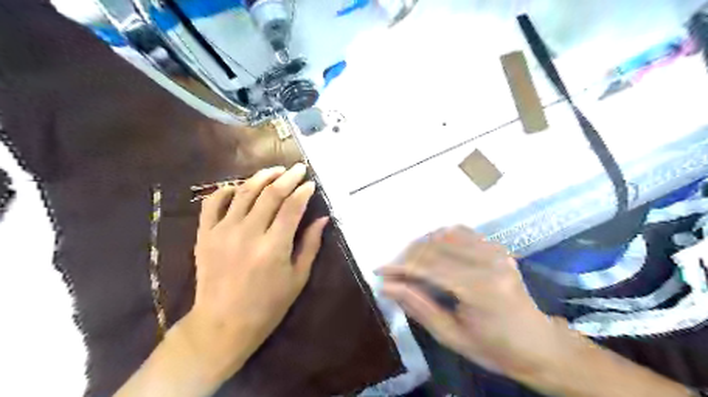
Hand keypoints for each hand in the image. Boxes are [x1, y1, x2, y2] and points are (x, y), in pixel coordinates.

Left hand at [183, 164, 326, 377]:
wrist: (222, 325)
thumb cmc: (267, 306)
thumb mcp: (297, 278)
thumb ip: (310, 245)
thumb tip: (322, 219)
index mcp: (274, 246)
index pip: (292, 206)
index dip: (303, 191)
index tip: (311, 184)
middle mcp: (248, 233)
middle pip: (271, 194)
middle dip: (288, 177)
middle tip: (298, 169)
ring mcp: (223, 232)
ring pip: (244, 192)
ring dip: (262, 177)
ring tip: (275, 170)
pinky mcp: (205, 235)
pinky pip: (213, 202)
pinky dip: (227, 189)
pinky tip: (240, 187)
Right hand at [376, 226, 564, 378]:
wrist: (538, 344)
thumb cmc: (494, 349)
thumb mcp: (451, 336)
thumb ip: (418, 307)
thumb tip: (388, 287)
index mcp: (480, 288)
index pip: (429, 266)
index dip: (400, 266)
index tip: (379, 270)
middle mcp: (489, 262)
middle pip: (436, 245)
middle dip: (407, 254)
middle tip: (391, 268)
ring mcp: (495, 251)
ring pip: (446, 234)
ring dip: (421, 244)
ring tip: (407, 260)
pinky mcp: (497, 248)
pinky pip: (462, 232)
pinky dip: (440, 237)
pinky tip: (430, 249)